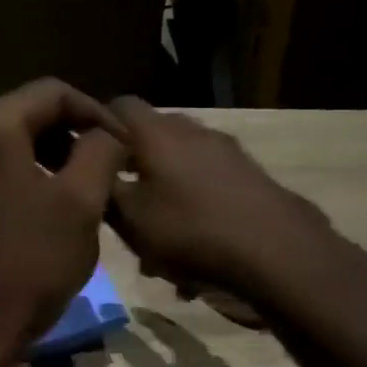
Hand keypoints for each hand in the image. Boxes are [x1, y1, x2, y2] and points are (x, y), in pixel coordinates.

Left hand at [0, 79, 127, 366]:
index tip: (123, 145)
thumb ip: (100, 151)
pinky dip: (10, 177)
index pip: (51, 93)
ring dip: (40, 157)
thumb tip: (105, 132)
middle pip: (20, 114)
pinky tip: (35, 209)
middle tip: (101, 169)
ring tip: (74, 190)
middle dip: (66, 136)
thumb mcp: (81, 205)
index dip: (95, 112)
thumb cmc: (25, 267)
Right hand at [106, 97, 365, 305]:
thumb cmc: (190, 230)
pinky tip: (194, 260)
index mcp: (157, 133)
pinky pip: (208, 188)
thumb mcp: (131, 219)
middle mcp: (193, 131)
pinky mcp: (250, 176)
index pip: (119, 106)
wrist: (277, 251)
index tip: (89, 159)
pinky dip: (194, 213)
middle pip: (152, 138)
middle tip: (123, 208)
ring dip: (165, 198)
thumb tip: (94, 170)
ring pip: (180, 168)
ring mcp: (226, 152)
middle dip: (134, 170)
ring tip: (160, 250)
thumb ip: (105, 190)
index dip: (99, 127)